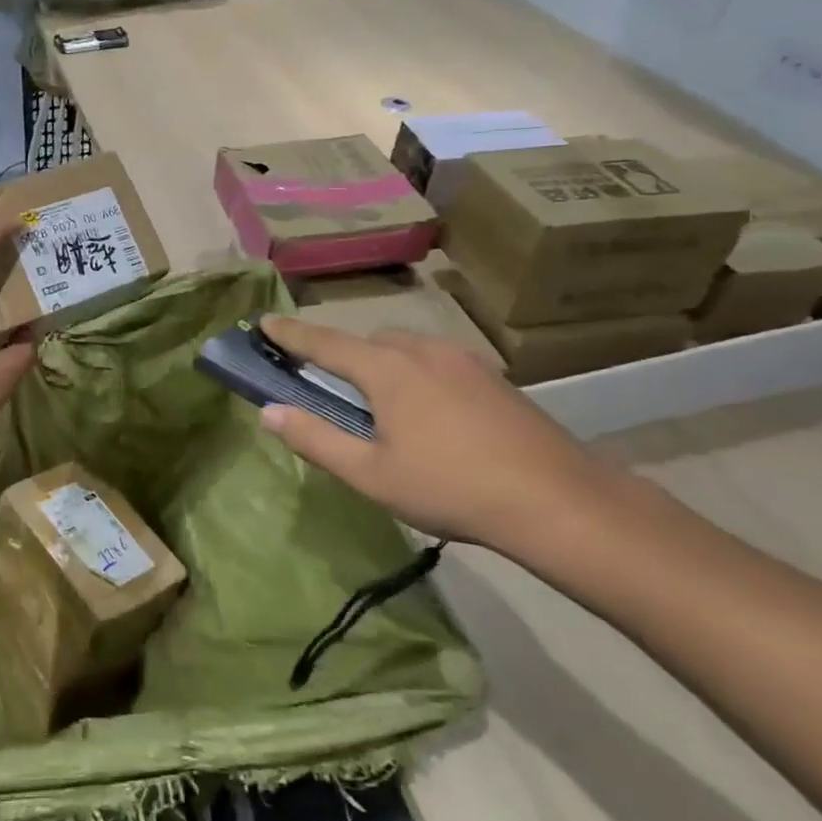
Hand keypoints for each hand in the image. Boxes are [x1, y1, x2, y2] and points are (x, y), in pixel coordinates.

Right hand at [256, 316, 620, 549]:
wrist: (558, 500)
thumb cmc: (450, 487)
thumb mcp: (370, 474)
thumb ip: (315, 439)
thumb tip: (269, 413)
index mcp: (387, 370)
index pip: (324, 342)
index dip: (290, 332)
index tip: (263, 321)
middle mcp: (422, 351)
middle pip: (368, 342)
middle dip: (342, 354)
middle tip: (331, 385)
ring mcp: (463, 360)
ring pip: (406, 348)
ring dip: (382, 363)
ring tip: (382, 405)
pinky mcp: (493, 377)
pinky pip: (436, 361)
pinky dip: (416, 373)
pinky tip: (430, 414)